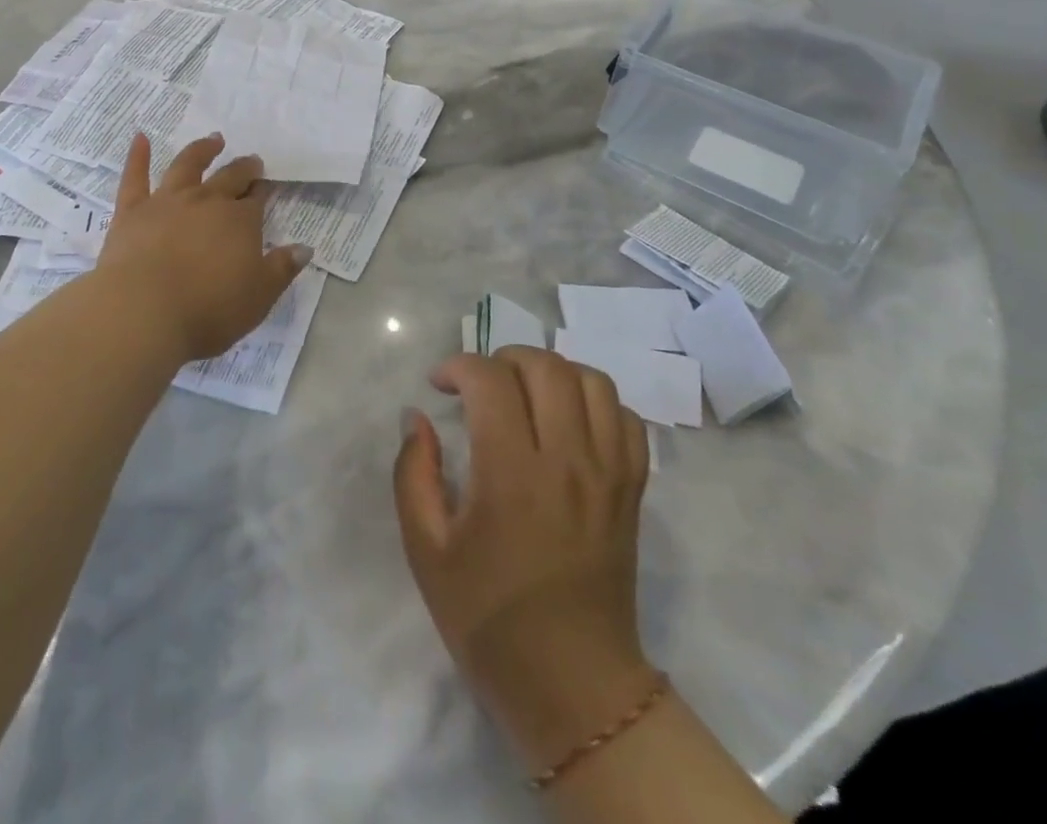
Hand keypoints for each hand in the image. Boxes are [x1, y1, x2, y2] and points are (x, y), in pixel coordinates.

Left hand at [96, 132, 311, 364]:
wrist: (145, 312)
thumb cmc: (209, 310)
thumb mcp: (259, 296)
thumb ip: (282, 269)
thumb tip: (304, 248)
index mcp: (240, 221)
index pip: (256, 200)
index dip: (262, 192)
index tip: (266, 186)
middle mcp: (206, 202)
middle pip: (229, 178)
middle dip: (243, 168)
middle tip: (251, 161)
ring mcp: (167, 202)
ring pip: (187, 166)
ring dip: (202, 150)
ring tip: (213, 140)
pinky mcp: (132, 211)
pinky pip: (135, 177)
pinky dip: (137, 155)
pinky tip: (140, 138)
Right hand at [394, 349, 653, 769]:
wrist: (573, 687)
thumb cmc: (489, 618)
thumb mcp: (426, 550)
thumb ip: (413, 473)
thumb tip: (416, 417)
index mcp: (511, 474)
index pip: (491, 380)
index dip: (459, 366)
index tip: (439, 386)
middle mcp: (566, 461)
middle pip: (545, 367)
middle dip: (503, 358)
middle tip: (479, 386)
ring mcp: (608, 474)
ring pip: (593, 382)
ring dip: (552, 372)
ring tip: (526, 395)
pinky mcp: (633, 491)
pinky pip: (628, 420)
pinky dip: (597, 403)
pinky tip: (569, 422)